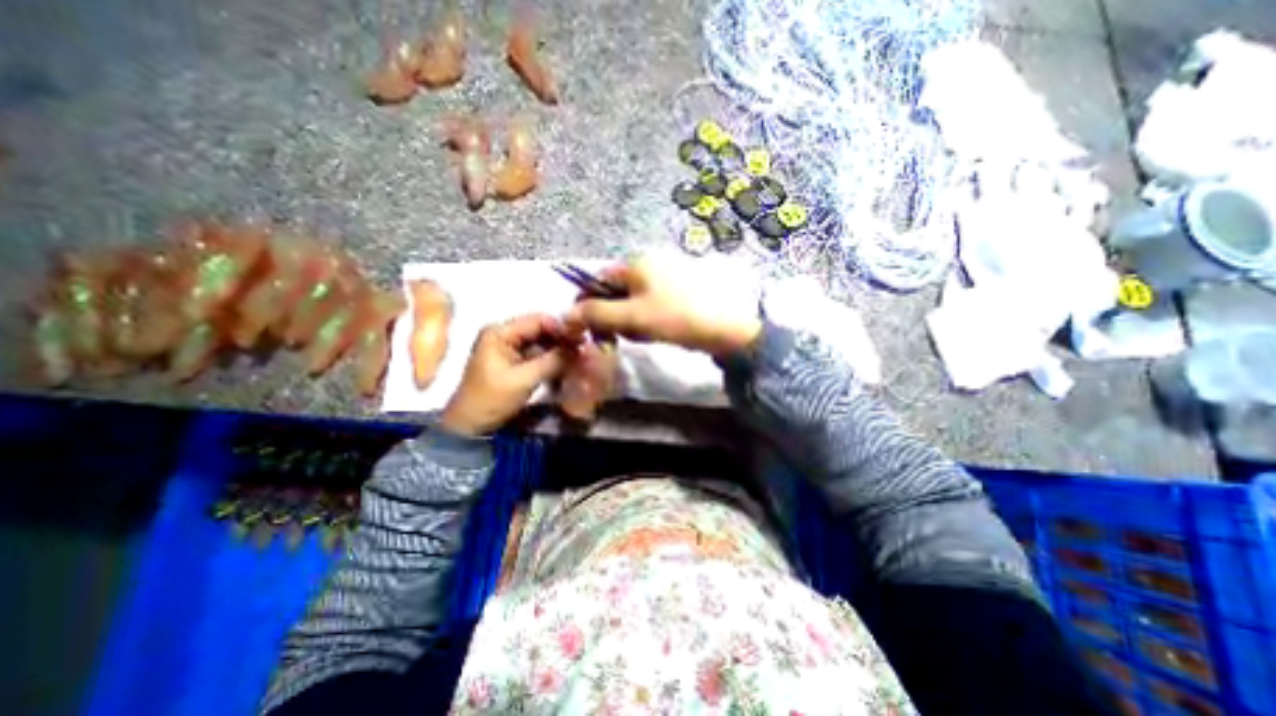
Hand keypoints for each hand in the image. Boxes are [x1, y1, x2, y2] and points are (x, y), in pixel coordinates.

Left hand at [446, 312, 573, 436]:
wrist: (471, 426)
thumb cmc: (492, 399)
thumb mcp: (524, 379)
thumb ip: (552, 361)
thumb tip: (580, 349)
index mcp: (500, 332)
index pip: (538, 320)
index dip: (561, 328)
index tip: (583, 340)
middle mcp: (504, 334)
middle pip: (541, 330)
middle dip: (562, 340)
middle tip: (584, 351)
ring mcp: (509, 348)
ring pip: (542, 342)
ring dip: (559, 350)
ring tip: (579, 358)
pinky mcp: (514, 361)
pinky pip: (538, 354)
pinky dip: (552, 359)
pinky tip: (567, 366)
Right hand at [565, 253, 761, 353]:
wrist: (724, 328)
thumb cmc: (674, 318)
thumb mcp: (631, 317)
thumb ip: (596, 314)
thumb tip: (565, 315)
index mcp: (636, 263)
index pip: (599, 279)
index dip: (589, 303)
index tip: (591, 327)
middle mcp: (650, 263)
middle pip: (616, 291)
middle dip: (614, 314)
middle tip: (624, 333)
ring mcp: (667, 276)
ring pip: (634, 301)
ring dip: (631, 320)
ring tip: (645, 334)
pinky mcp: (679, 291)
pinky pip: (652, 304)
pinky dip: (648, 319)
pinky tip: (659, 330)